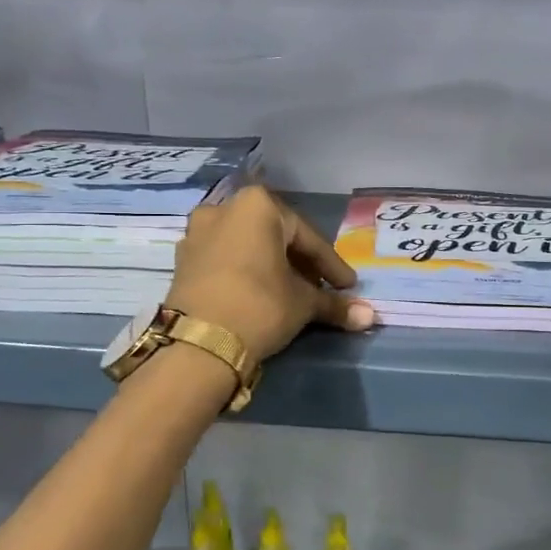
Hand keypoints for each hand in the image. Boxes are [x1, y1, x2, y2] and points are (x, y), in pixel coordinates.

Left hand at [165, 187, 375, 360]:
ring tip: (291, 292)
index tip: (348, 287)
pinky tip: (260, 295)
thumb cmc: (260, 306)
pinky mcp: (182, 260)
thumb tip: (369, 316)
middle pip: (275, 236)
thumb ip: (334, 304)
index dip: (330, 265)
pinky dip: (246, 273)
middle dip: (299, 263)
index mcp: (257, 206)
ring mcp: (197, 233)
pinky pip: (225, 260)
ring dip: (271, 267)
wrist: (199, 344)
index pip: (306, 237)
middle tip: (320, 288)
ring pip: (247, 247)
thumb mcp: (303, 304)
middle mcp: (223, 208)